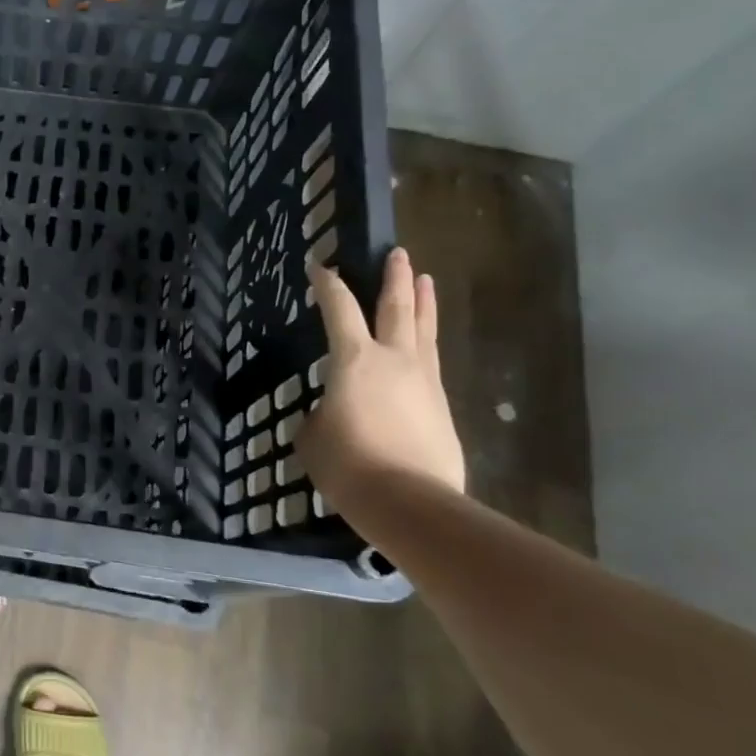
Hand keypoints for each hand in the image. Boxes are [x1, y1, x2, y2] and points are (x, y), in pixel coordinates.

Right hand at [297, 247, 465, 511]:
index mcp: (354, 359)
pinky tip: (423, 349)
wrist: (409, 501)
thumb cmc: (347, 463)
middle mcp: (394, 359)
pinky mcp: (442, 407)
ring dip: (424, 303)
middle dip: (395, 278)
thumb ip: (320, 414)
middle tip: (398, 254)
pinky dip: (426, 347)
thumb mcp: (312, 435)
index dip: (327, 285)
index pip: (338, 309)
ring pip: (425, 331)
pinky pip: (433, 365)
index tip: (320, 267)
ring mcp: (425, 381)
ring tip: (426, 280)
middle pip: (397, 307)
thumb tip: (333, 413)